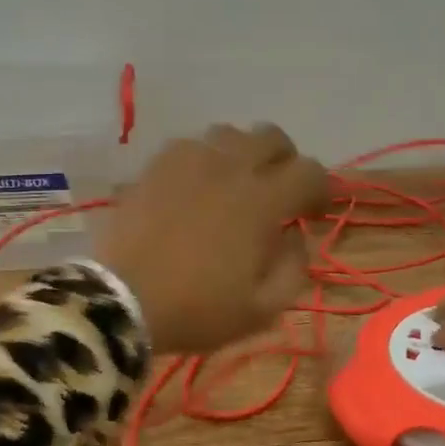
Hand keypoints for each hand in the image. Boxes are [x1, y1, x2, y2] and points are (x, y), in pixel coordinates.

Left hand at [95, 124, 330, 354]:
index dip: (322, 190)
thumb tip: (296, 237)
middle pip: (272, 137)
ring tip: (235, 185)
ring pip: (229, 134)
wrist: (122, 302)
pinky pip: (190, 145)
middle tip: (278, 191)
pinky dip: (204, 160)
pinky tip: (196, 186)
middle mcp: (229, 168)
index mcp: (261, 201)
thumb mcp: (262, 310)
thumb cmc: (197, 311)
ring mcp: (188, 161)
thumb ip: (293, 269)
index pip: (310, 172)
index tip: (313, 214)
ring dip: (243, 155)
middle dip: (285, 161)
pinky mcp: (155, 166)